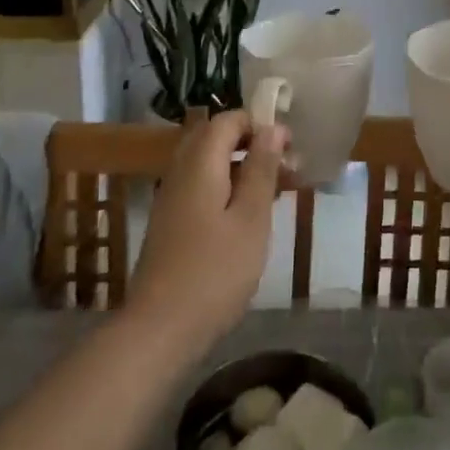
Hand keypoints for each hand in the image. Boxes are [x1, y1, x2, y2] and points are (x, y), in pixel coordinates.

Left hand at [126, 110, 284, 354]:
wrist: (159, 329)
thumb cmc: (214, 271)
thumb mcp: (251, 218)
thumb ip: (261, 169)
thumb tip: (272, 128)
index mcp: (200, 163)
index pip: (227, 120)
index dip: (260, 124)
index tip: (290, 147)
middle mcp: (180, 172)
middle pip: (215, 138)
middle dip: (251, 144)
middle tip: (285, 168)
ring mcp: (171, 199)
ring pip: (208, 164)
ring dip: (241, 168)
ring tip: (275, 193)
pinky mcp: (170, 224)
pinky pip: (201, 187)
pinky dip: (227, 188)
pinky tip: (247, 218)